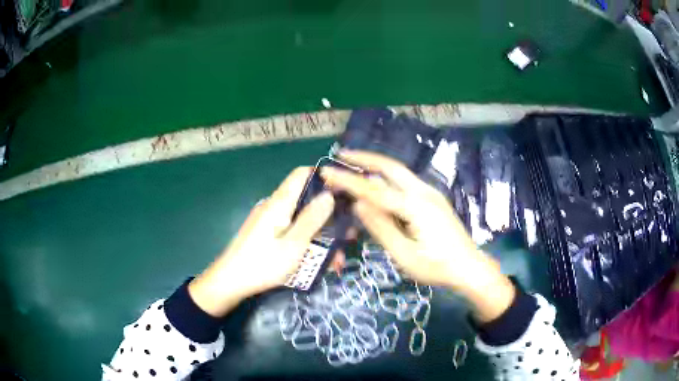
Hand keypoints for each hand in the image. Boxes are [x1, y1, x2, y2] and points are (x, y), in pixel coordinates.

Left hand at [189, 168, 334, 316]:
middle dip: (328, 217)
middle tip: (348, 237)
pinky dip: (306, 241)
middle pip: (305, 200)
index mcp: (280, 203)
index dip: (323, 178)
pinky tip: (316, 262)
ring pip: (301, 220)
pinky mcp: (266, 234)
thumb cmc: (263, 263)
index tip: (343, 193)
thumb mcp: (294, 244)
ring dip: (320, 236)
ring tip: (336, 261)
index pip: (302, 174)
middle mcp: (274, 206)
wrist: (230, 282)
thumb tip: (329, 194)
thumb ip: (312, 219)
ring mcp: (269, 221)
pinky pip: (291, 231)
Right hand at [321, 151, 514, 321]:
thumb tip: (358, 204)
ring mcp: (431, 193)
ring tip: (354, 165)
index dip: (349, 180)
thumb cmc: (437, 267)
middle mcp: (424, 192)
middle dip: (365, 158)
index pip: (375, 189)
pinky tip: (378, 184)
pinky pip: (405, 182)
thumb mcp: (405, 255)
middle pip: (390, 167)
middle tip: (341, 154)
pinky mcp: (433, 199)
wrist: (470, 267)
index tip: (327, 171)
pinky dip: (387, 177)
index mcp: (416, 206)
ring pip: (399, 172)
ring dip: (376, 166)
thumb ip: (381, 228)